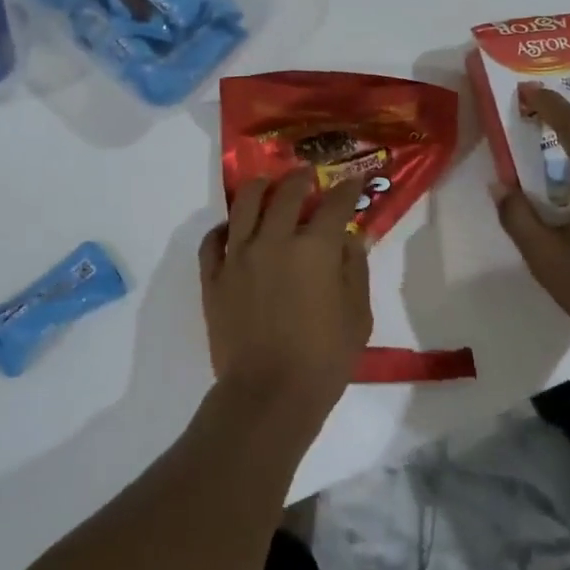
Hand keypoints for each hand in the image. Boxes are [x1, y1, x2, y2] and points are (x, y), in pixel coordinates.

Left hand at [199, 170, 372, 430]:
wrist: (268, 395)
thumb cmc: (323, 359)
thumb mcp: (357, 316)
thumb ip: (354, 269)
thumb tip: (350, 238)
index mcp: (314, 248)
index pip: (334, 205)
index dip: (346, 190)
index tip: (353, 182)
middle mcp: (274, 240)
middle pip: (286, 194)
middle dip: (301, 179)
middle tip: (307, 175)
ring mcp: (238, 256)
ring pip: (244, 205)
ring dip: (259, 188)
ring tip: (266, 184)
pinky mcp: (213, 277)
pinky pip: (213, 240)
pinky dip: (223, 228)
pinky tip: (232, 228)